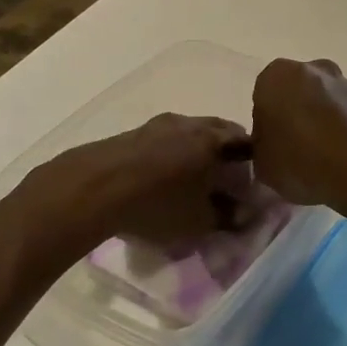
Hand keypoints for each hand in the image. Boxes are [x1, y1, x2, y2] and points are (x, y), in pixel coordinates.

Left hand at [0, 114, 256, 265]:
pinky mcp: (134, 133)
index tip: (253, 184)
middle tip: (227, 181)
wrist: (92, 188)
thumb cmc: (156, 205)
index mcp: (213, 139)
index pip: (248, 143)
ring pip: (191, 135)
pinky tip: (164, 179)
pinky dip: (174, 155)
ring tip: (194, 182)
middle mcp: (190, 123)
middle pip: (219, 134)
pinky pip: (166, 140)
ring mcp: (159, 124)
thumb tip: (244, 214)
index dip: (254, 163)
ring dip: (198, 153)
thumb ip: (227, 217)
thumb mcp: (199, 222)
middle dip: (227, 155)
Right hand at [251, 59, 346, 213]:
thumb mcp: (262, 165)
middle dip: (294, 117)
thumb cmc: (301, 161)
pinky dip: (342, 132)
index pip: (262, 98)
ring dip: (320, 123)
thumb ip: (261, 148)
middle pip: (295, 94)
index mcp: (276, 76)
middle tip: (294, 152)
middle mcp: (312, 69)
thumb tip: (272, 145)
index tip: (273, 148)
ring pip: (323, 103)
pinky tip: (342, 160)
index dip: (266, 126)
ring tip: (321, 160)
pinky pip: (346, 116)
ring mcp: (345, 83)